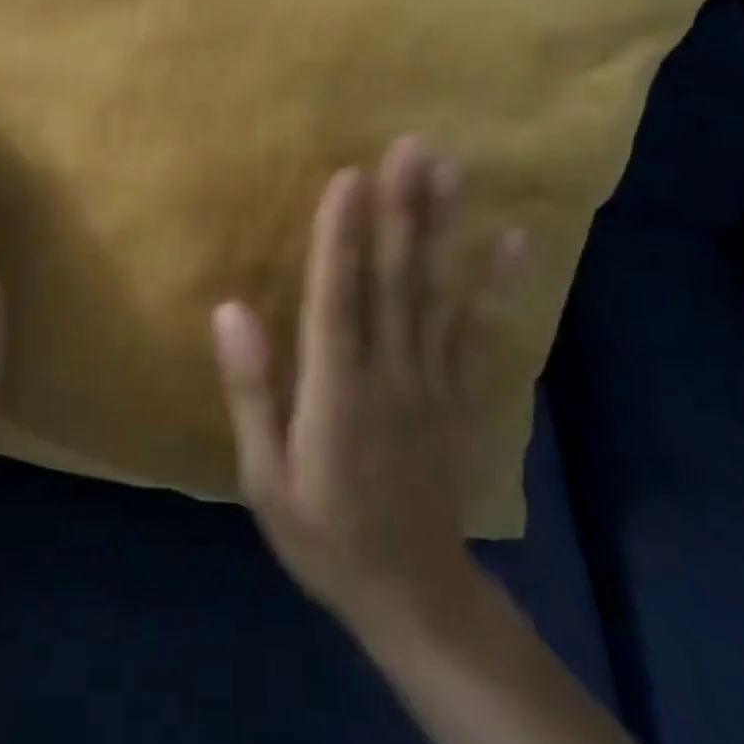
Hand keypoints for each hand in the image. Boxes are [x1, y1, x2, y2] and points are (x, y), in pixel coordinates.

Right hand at [212, 136, 523, 641]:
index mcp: (336, 391)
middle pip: (396, 280)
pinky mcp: (459, 393)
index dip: (340, 237)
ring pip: (437, 293)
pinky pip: (479, 331)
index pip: (337, 299)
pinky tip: (514, 242)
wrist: (416, 596)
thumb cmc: (324, 532)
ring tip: (451, 170)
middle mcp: (390, 373)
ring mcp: (433, 380)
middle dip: (402, 209)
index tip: (349, 177)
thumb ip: (251, 391)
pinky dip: (496, 285)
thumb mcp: (266, 477)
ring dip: (444, 227)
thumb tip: (230, 309)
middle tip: (412, 146)